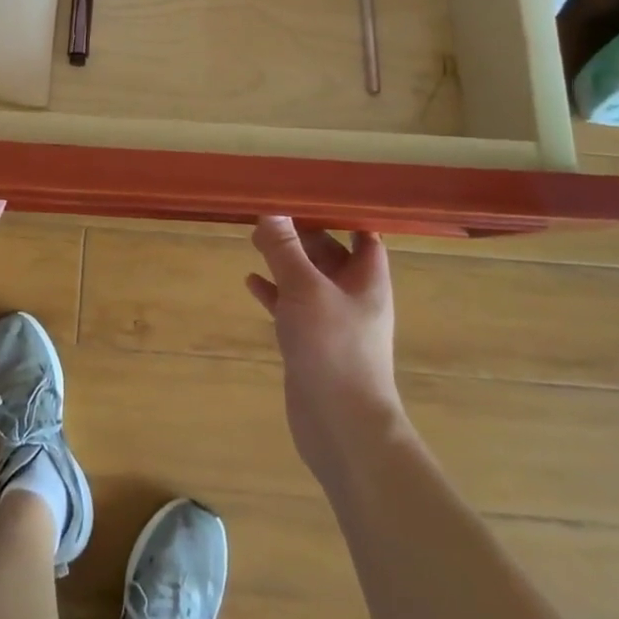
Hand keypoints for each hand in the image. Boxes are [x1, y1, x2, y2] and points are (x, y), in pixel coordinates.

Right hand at [246, 216, 410, 485]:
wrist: (342, 429)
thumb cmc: (334, 350)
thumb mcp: (305, 290)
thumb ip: (285, 249)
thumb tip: (270, 208)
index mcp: (367, 278)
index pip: (362, 232)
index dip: (342, 210)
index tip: (309, 189)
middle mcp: (353, 295)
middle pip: (329, 252)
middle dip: (302, 232)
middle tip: (269, 210)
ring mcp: (331, 321)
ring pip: (307, 279)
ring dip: (285, 260)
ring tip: (254, 237)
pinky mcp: (311, 343)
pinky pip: (291, 307)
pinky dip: (273, 293)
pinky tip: (250, 281)